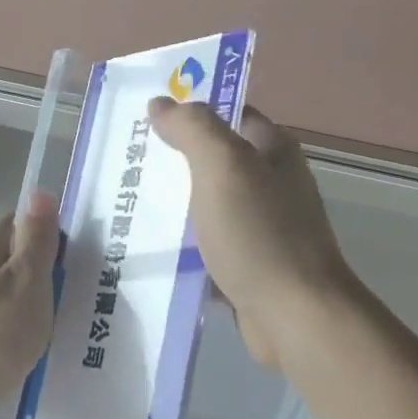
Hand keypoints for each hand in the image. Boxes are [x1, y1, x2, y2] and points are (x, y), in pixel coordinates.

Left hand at [0, 191, 60, 414]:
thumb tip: (40, 192)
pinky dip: (15, 331)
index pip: (19, 224)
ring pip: (5, 294)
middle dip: (42, 275)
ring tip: (58, 325)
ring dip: (30, 306)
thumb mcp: (27, 282)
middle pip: (11, 260)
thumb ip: (36, 239)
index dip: (49, 237)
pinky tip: (31, 348)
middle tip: (72, 297)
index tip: (74, 263)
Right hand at [149, 98, 360, 372]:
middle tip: (124, 164)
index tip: (143, 118)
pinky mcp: (248, 265)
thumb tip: (162, 104)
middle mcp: (271, 184)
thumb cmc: (259, 234)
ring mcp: (261, 227)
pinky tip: (148, 250)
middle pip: (213, 162)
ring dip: (172, 208)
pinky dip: (182, 248)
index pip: (228, 113)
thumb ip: (193, 129)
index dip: (189, 111)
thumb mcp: (223, 166)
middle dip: (171, 162)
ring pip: (207, 207)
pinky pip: (207, 247)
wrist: (294, 315)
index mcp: (272, 151)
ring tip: (123, 205)